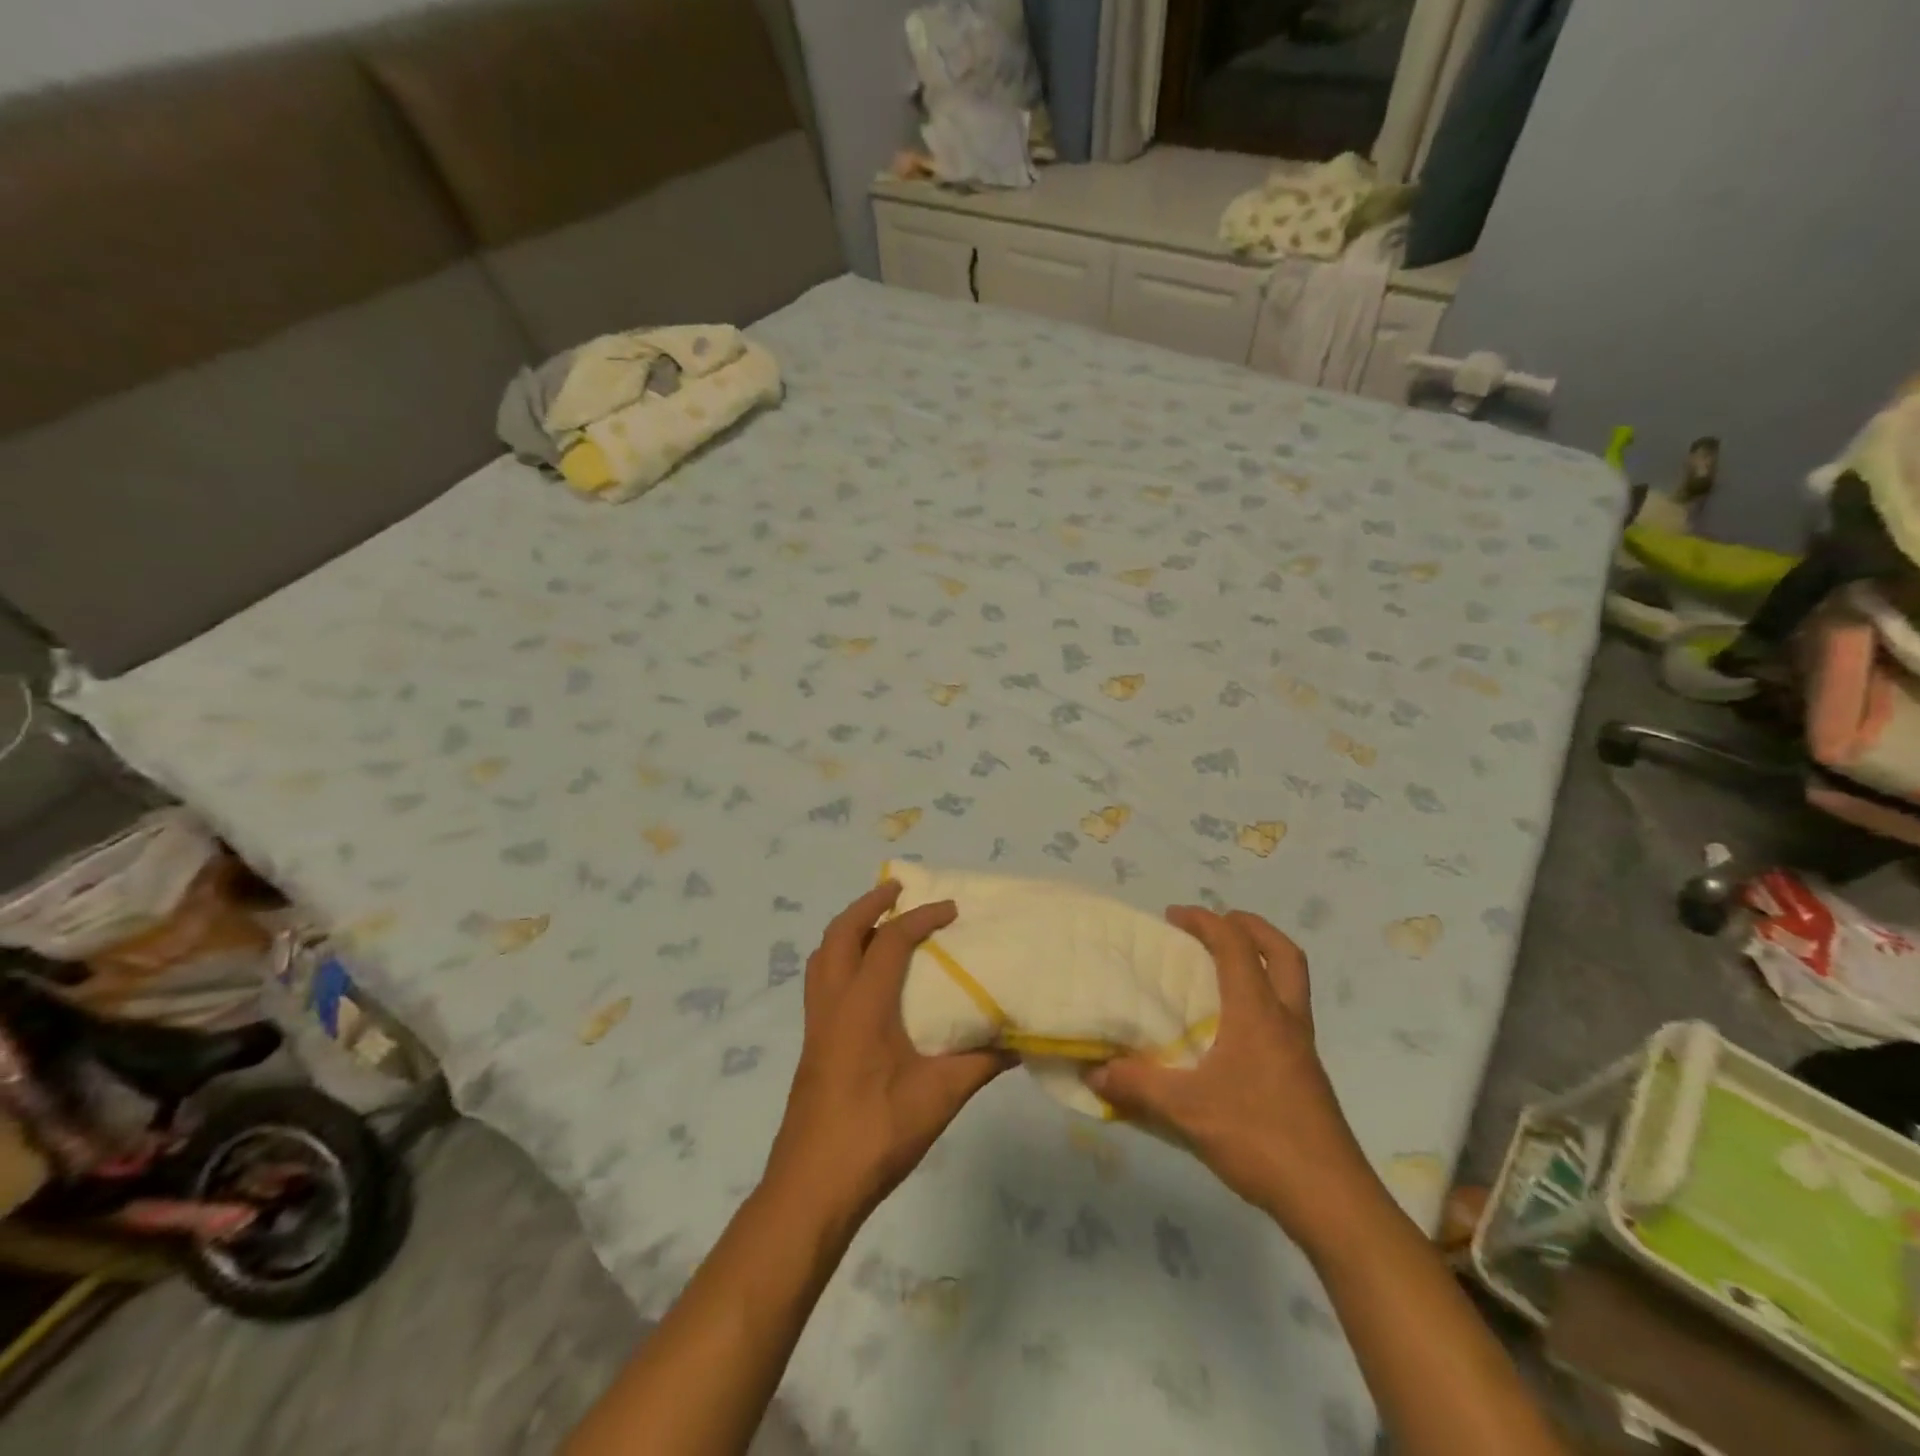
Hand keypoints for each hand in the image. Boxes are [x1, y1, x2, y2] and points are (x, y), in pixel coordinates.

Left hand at [763, 881, 1011, 1226]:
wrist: (813, 1187)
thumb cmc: (877, 1134)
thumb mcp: (939, 1097)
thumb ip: (980, 1063)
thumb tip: (1018, 1039)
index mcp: (862, 1005)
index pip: (890, 941)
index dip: (922, 918)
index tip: (952, 909)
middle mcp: (832, 1003)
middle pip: (841, 933)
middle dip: (870, 905)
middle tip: (900, 890)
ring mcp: (816, 1024)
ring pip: (824, 955)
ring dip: (850, 929)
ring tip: (879, 923)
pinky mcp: (812, 1044)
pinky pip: (822, 980)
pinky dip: (841, 958)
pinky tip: (866, 979)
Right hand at [1085, 907, 1380, 1252]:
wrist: (1332, 1200)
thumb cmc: (1260, 1138)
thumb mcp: (1187, 1112)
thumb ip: (1137, 1086)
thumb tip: (1093, 1072)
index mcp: (1258, 1013)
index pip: (1236, 946)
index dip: (1205, 921)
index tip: (1173, 916)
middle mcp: (1286, 1020)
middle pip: (1283, 953)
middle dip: (1251, 927)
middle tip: (1217, 925)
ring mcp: (1302, 1049)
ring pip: (1290, 985)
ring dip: (1261, 963)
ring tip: (1221, 972)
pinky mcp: (1306, 1076)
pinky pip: (1286, 1016)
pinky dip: (1262, 1001)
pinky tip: (1233, 1032)